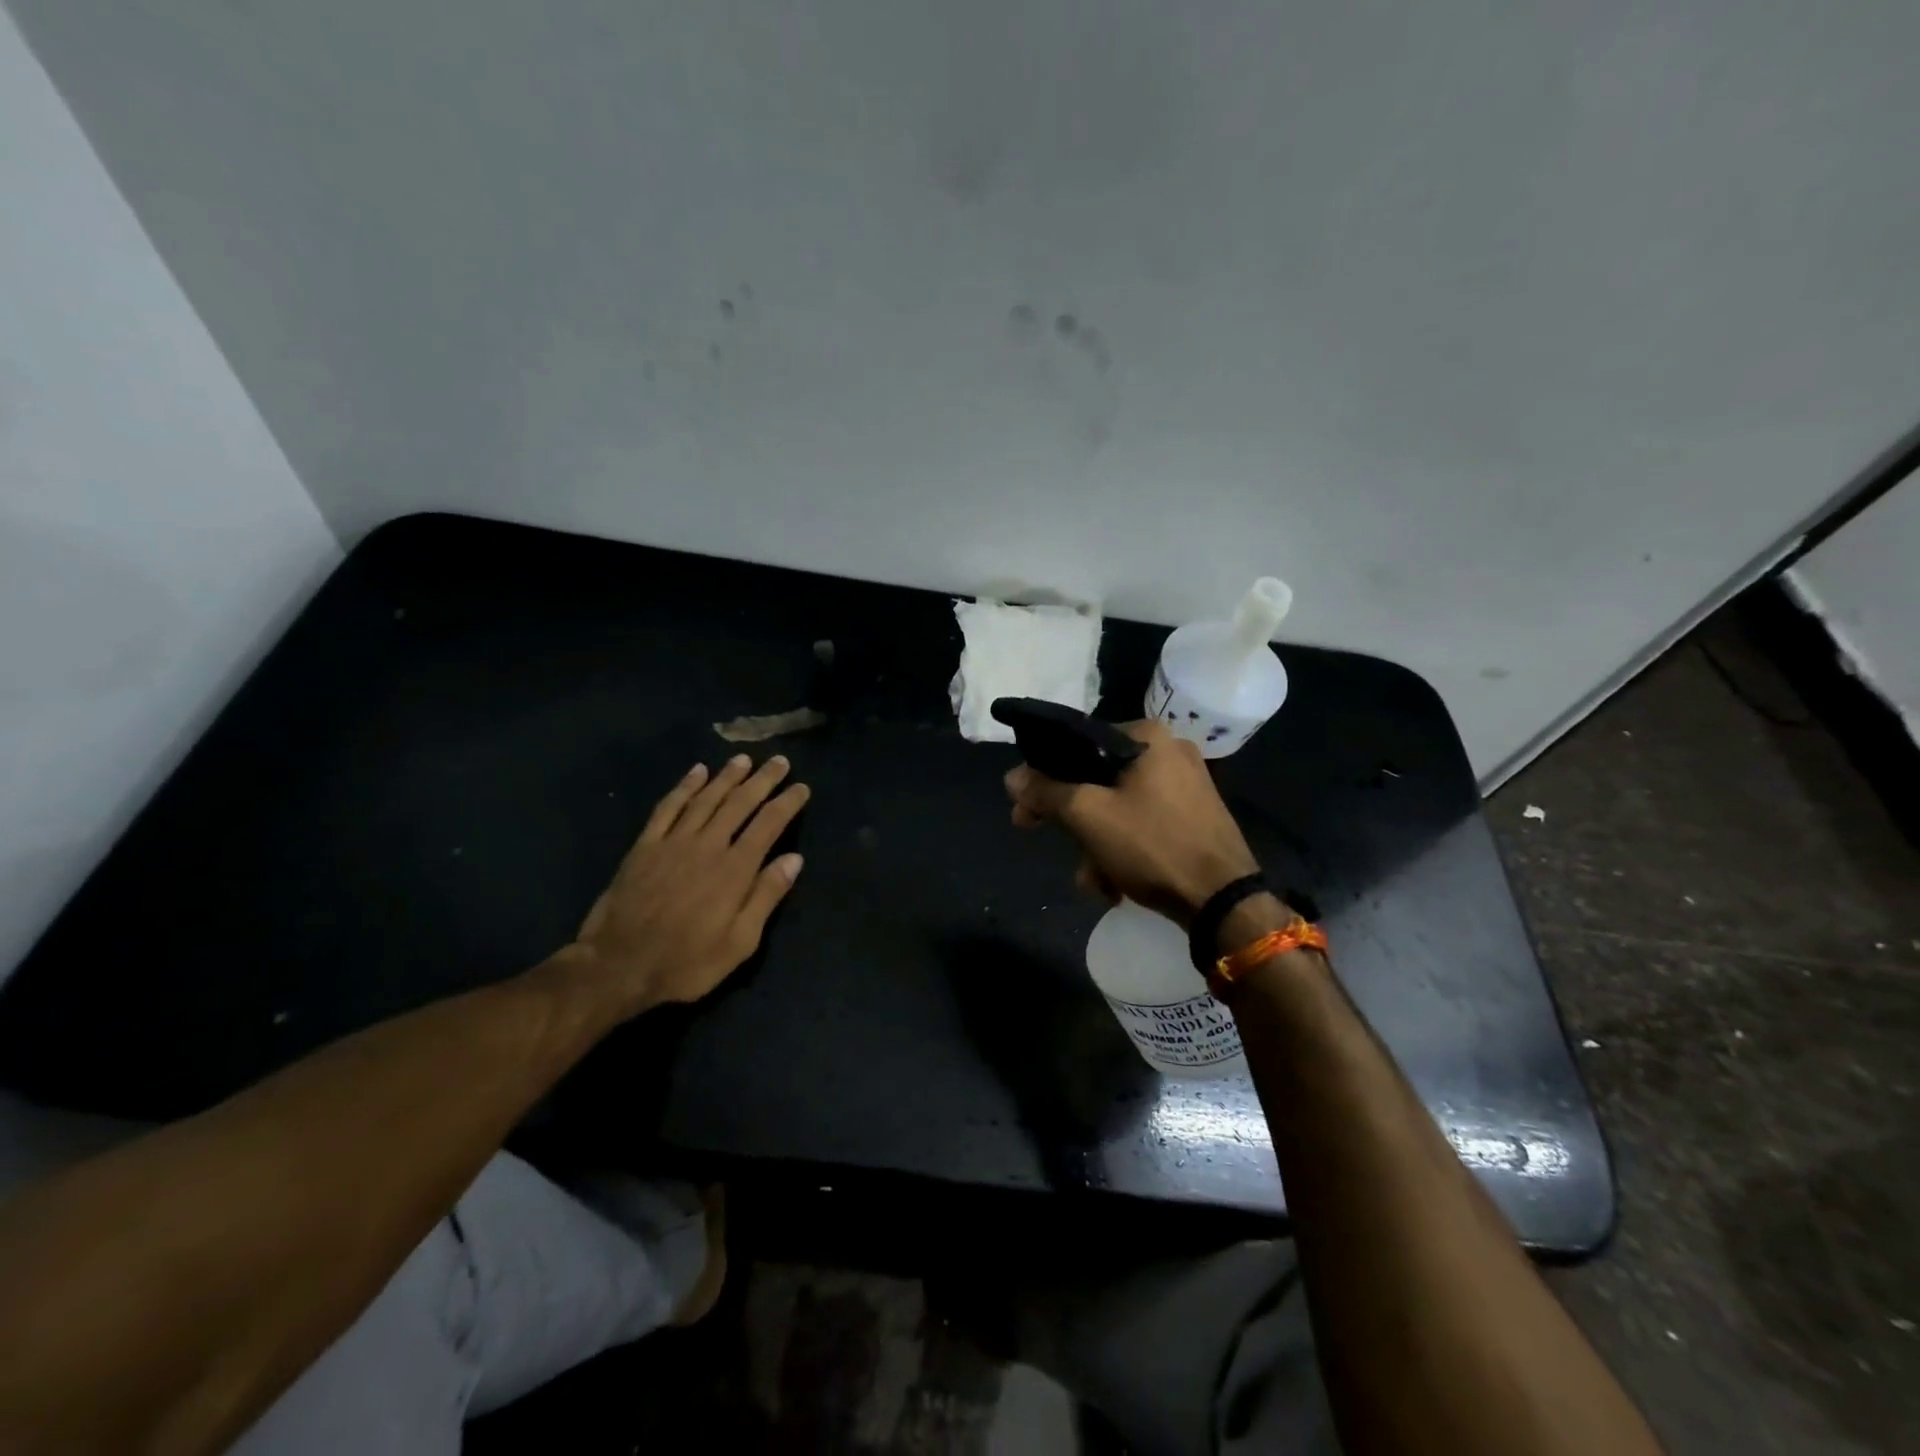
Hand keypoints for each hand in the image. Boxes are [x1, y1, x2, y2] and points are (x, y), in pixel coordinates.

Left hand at [565, 754, 808, 1014]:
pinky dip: (684, 787)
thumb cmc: (686, 961)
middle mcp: (708, 846)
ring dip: (727, 776)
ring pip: (706, 798)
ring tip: (744, 759)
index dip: (787, 802)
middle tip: (779, 761)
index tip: (801, 786)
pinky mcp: (645, 846)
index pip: (768, 824)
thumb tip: (794, 859)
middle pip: (740, 803)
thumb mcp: (739, 943)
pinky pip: (668, 807)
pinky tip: (696, 772)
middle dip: (762, 780)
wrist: (618, 966)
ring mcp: (673, 842)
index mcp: (735, 869)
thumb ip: (766, 897)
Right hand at [1004, 721, 1257, 925]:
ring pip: (1117, 806)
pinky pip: (1142, 823)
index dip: (1043, 775)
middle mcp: (1169, 751)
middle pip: (1095, 777)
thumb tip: (1012, 777)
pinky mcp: (1194, 816)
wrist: (1224, 901)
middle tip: (1037, 834)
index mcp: (1147, 736)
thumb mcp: (1088, 815)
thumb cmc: (1152, 844)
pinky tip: (1114, 884)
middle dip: (1068, 818)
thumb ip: (1046, 792)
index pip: (1077, 743)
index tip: (1024, 806)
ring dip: (1094, 844)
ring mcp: (1186, 785)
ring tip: (1093, 882)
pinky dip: (1122, 849)